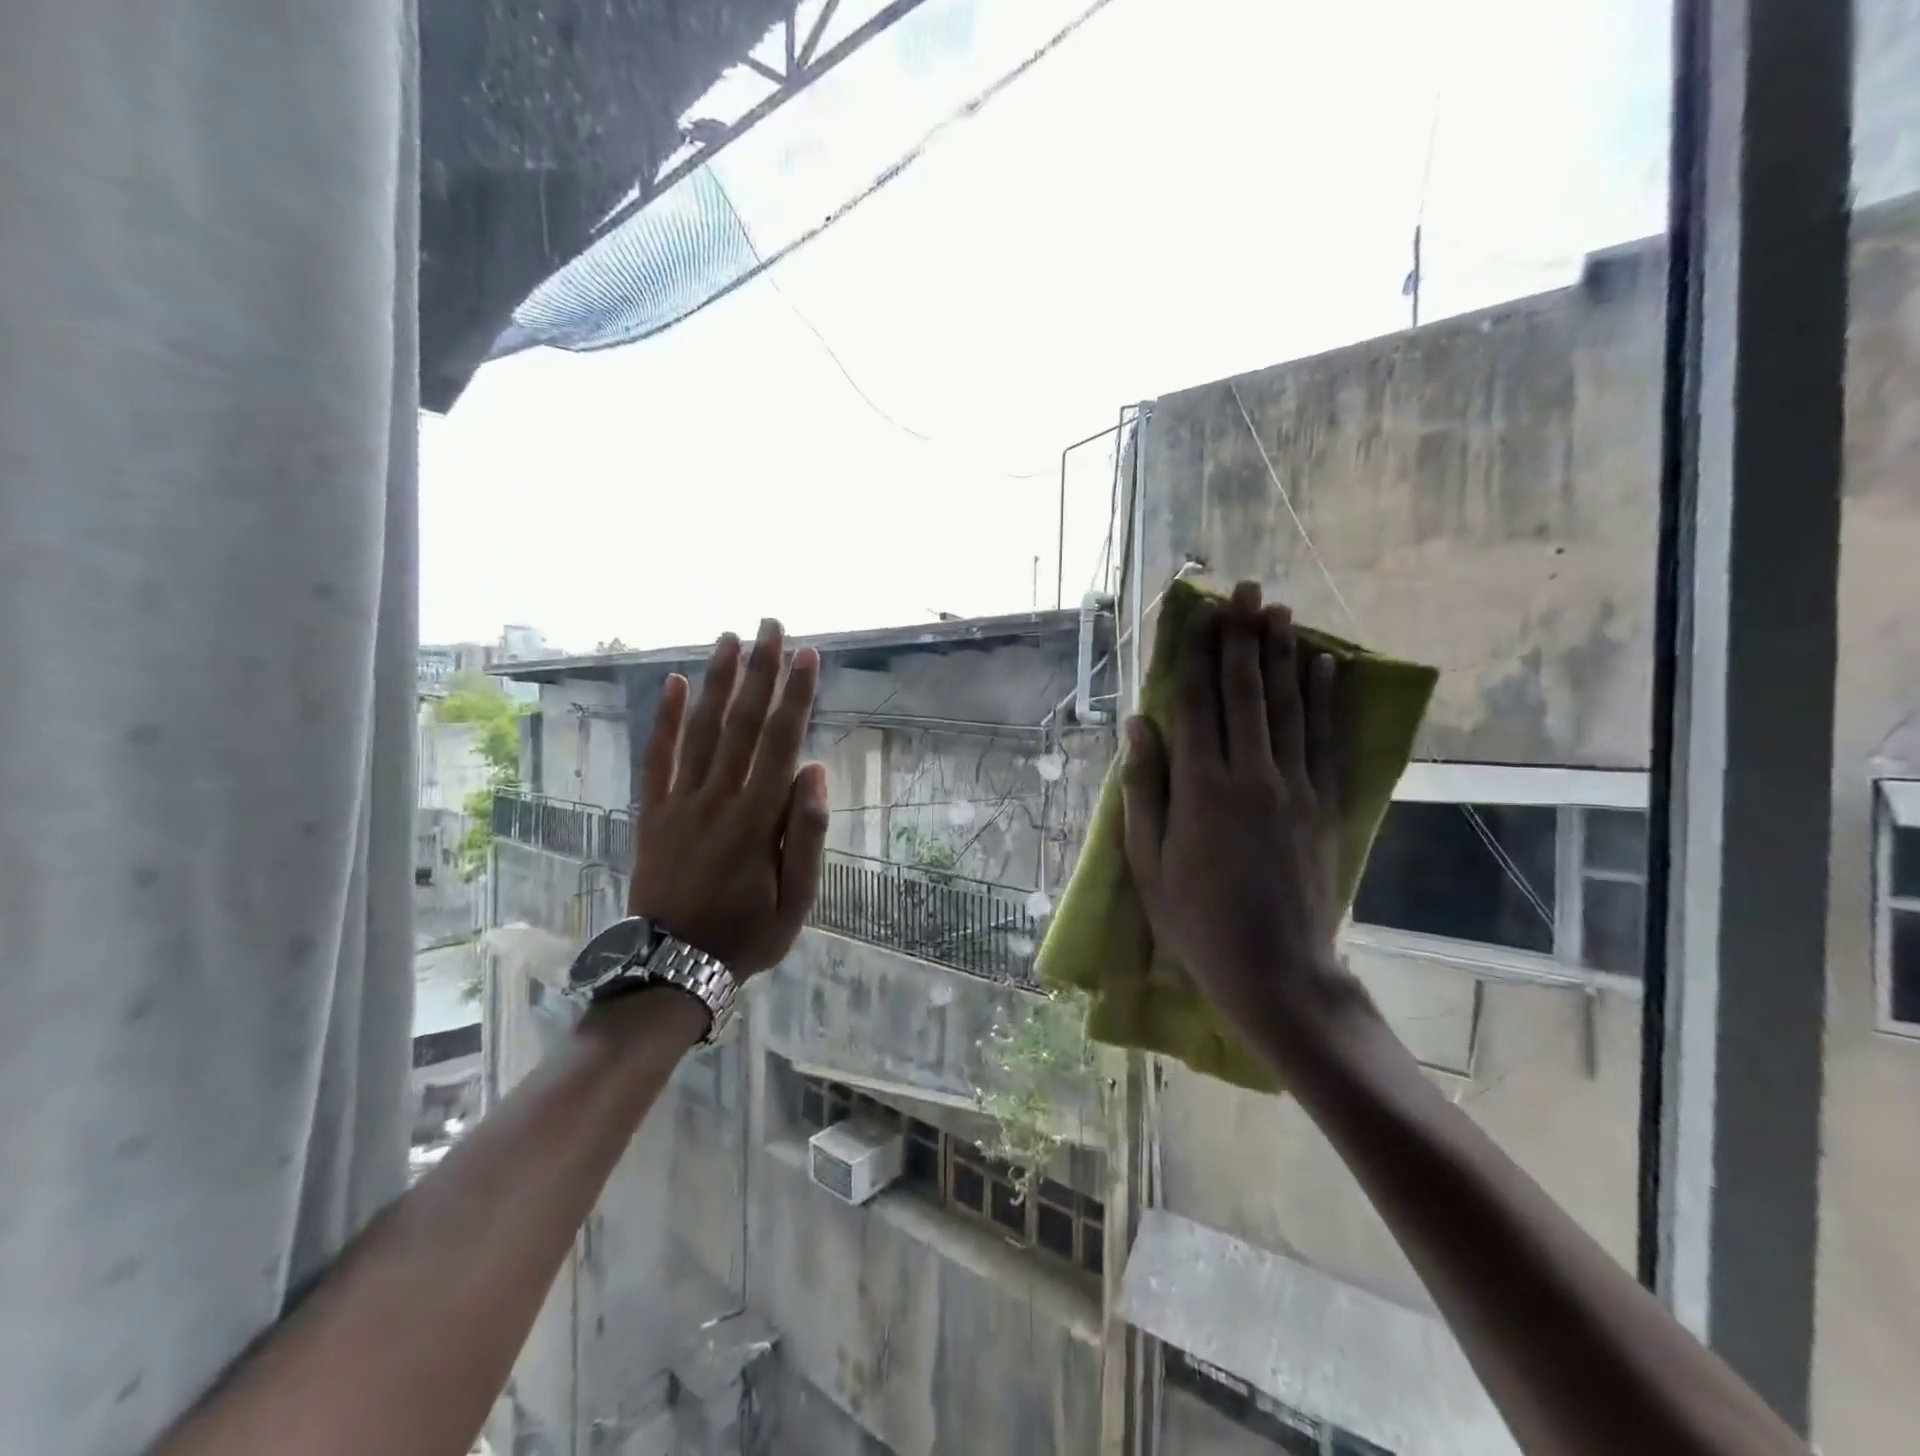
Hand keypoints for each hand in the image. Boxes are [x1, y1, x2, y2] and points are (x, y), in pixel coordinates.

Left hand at [628, 618, 830, 976]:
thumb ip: (807, 834)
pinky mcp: (652, 812)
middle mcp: (718, 798)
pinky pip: (658, 758)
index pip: (781, 743)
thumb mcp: (796, 901)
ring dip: (718, 681)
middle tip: (771, 626)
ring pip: (702, 730)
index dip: (797, 696)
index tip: (808, 656)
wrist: (672, 967)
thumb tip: (813, 771)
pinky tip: (676, 683)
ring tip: (730, 638)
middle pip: (743, 724)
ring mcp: (680, 803)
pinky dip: (666, 719)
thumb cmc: (747, 934)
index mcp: (757, 819)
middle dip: (761, 671)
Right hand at [1121, 581, 1366, 1054]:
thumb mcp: (1148, 862)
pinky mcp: (1325, 805)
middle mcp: (1252, 776)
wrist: (1276, 970)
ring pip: (1289, 707)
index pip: (1198, 706)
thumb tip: (1139, 724)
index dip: (1197, 656)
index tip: (1198, 614)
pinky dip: (1324, 698)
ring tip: (1280, 610)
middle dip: (1242, 638)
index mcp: (1202, 790)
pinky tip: (1324, 666)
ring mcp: (1295, 788)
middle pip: (1247, 693)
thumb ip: (1145, 788)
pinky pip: (1324, 739)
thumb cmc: (1196, 920)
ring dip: (1283, 654)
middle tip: (1244, 590)